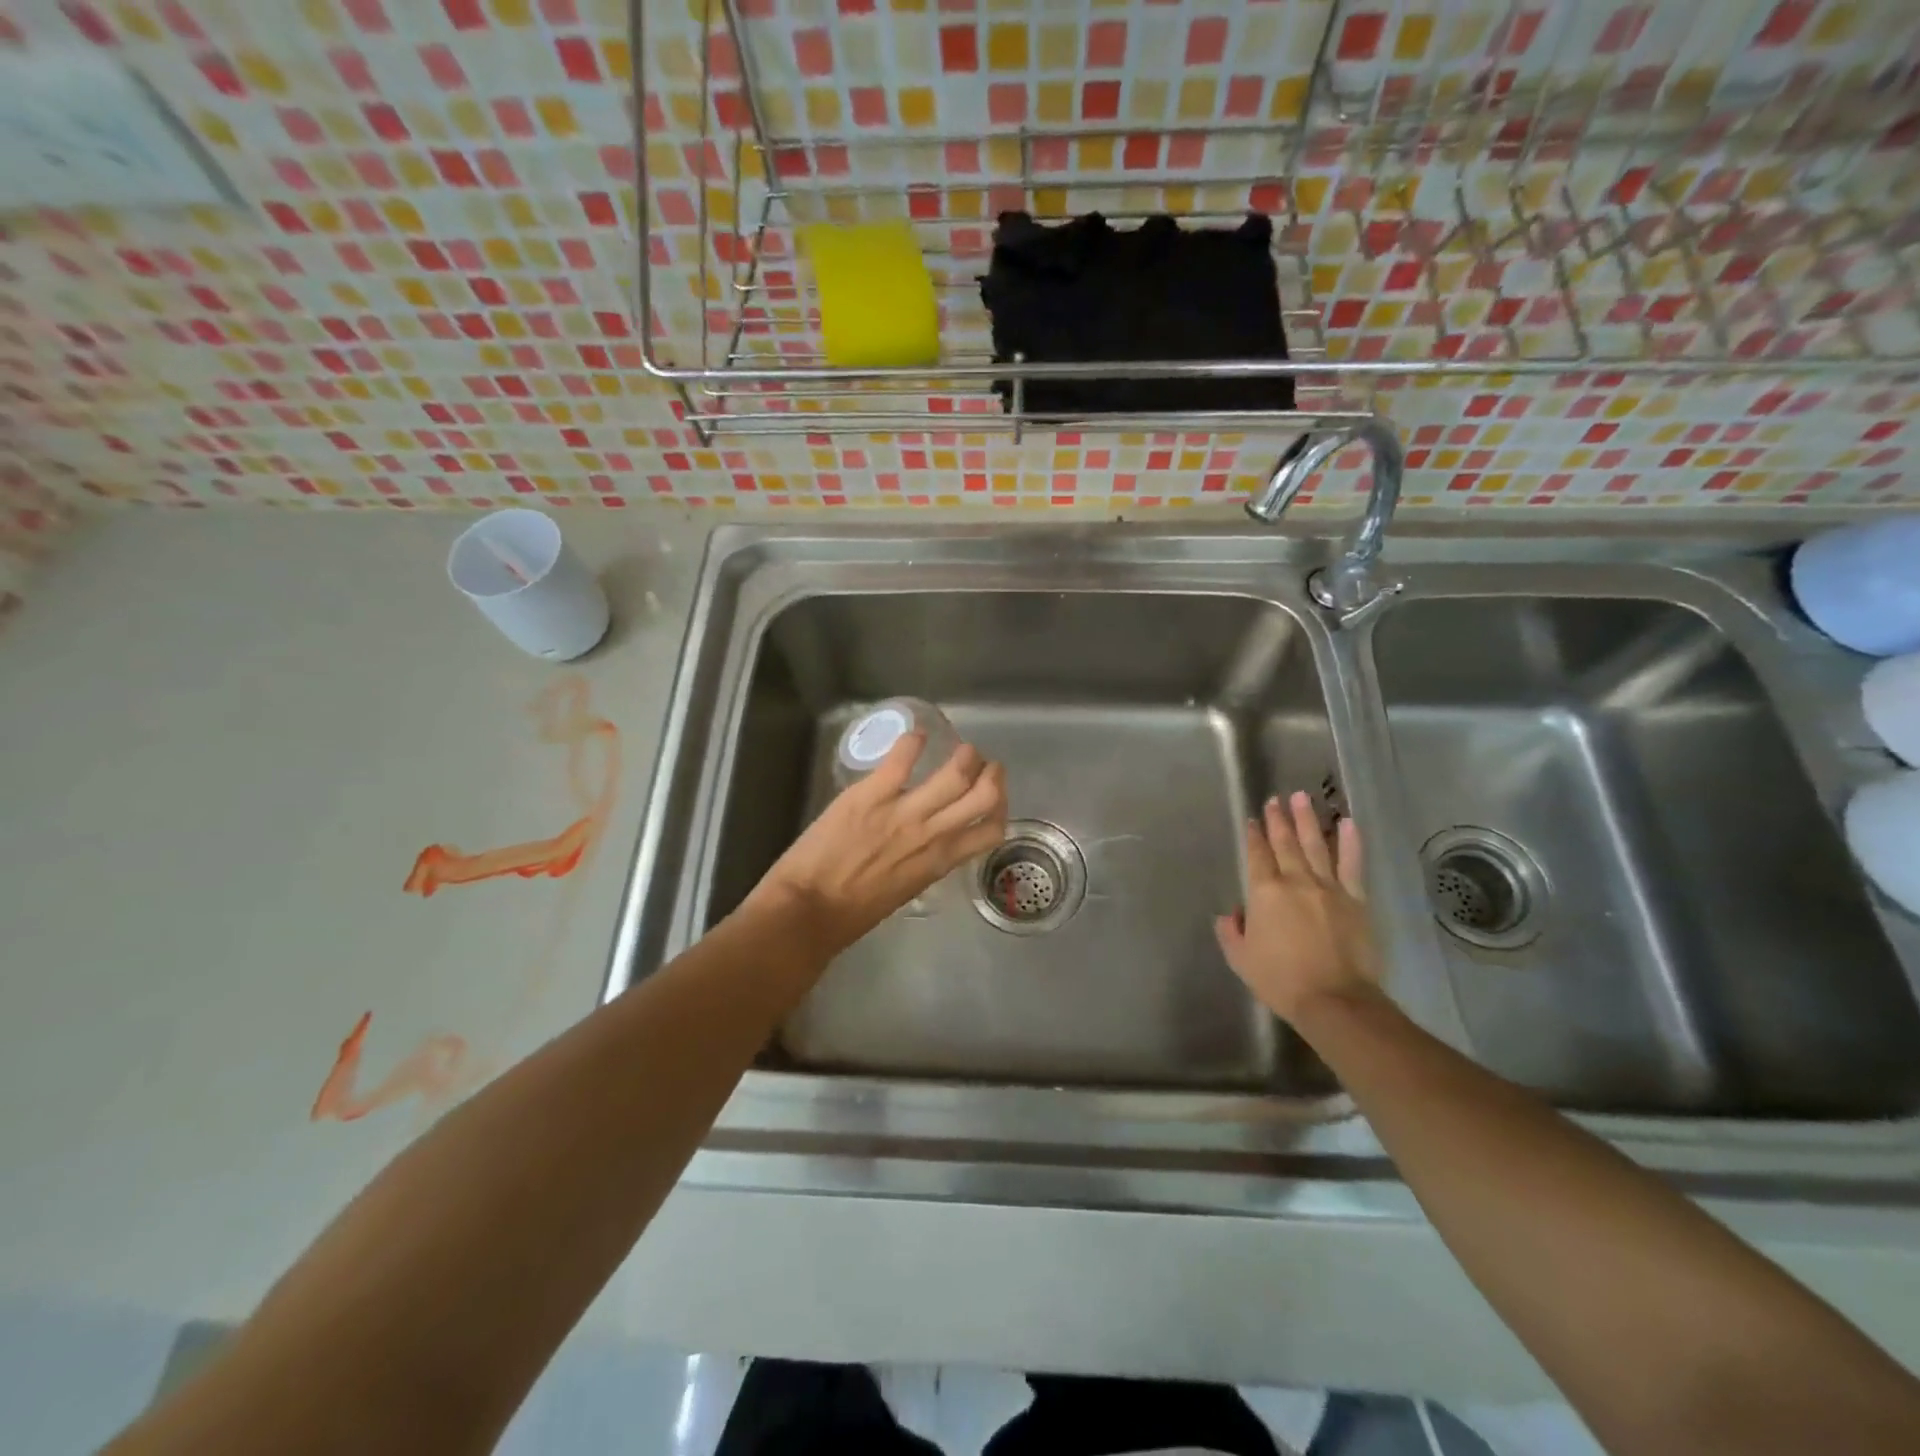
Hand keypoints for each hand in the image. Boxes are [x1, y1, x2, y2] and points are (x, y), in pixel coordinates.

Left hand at [746, 733, 1007, 959]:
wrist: (809, 910)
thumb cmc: (853, 911)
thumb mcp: (905, 890)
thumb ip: (924, 862)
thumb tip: (931, 843)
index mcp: (940, 861)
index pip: (991, 831)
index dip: (1000, 808)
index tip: (993, 797)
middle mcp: (932, 834)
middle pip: (984, 794)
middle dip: (991, 774)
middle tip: (984, 765)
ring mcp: (903, 811)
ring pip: (956, 773)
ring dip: (966, 755)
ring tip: (960, 749)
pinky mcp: (870, 794)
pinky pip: (902, 759)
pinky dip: (914, 741)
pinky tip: (917, 735)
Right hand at [1216, 791, 1380, 1024]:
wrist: (1334, 1000)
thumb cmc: (1280, 980)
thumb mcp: (1241, 959)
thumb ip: (1232, 932)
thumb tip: (1233, 915)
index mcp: (1264, 892)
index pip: (1257, 855)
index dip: (1254, 836)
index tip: (1253, 819)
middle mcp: (1295, 881)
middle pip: (1285, 843)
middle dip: (1278, 819)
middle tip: (1275, 799)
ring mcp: (1328, 888)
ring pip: (1316, 845)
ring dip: (1307, 820)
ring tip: (1302, 797)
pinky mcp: (1355, 900)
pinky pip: (1352, 865)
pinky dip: (1350, 842)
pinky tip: (1348, 823)